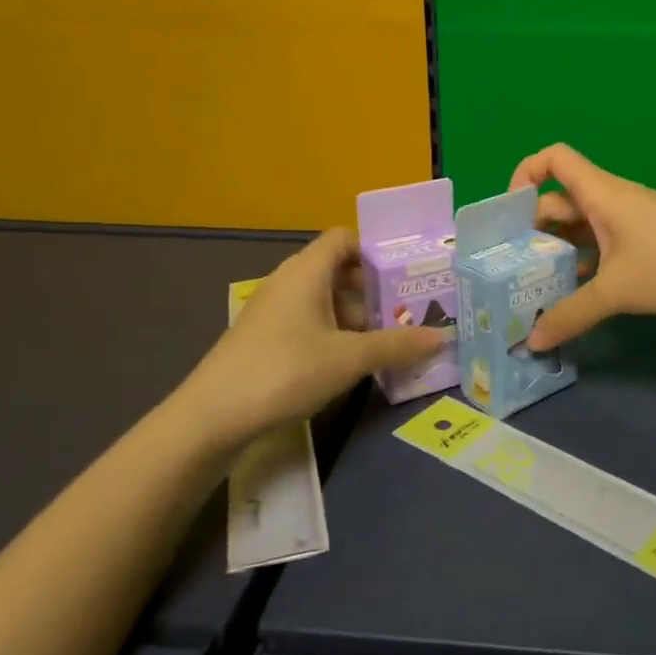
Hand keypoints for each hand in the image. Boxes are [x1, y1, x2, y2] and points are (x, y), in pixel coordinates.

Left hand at [182, 229, 449, 442]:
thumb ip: (398, 345)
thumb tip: (443, 337)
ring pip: (322, 298)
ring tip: (384, 341)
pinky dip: (331, 332)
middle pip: (337, 269)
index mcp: (307, 271)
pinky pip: (306, 320)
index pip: (344, 238)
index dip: (374, 250)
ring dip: (353, 315)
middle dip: (371, 290)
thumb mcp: (350, 359)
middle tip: (404, 313)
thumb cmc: (286, 371)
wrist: (212, 416)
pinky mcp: (262, 336)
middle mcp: (288, 280)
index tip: (403, 275)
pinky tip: (347, 362)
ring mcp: (271, 309)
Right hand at [507, 144, 655, 349]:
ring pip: (582, 230)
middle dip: (534, 231)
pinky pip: (604, 248)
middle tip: (512, 269)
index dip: (525, 174)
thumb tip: (533, 339)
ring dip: (559, 253)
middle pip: (560, 202)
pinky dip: (586, 267)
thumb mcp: (616, 290)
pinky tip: (575, 298)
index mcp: (599, 194)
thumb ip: (571, 314)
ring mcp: (631, 223)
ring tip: (535, 289)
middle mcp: (610, 201)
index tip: (509, 214)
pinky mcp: (647, 244)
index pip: (552, 159)